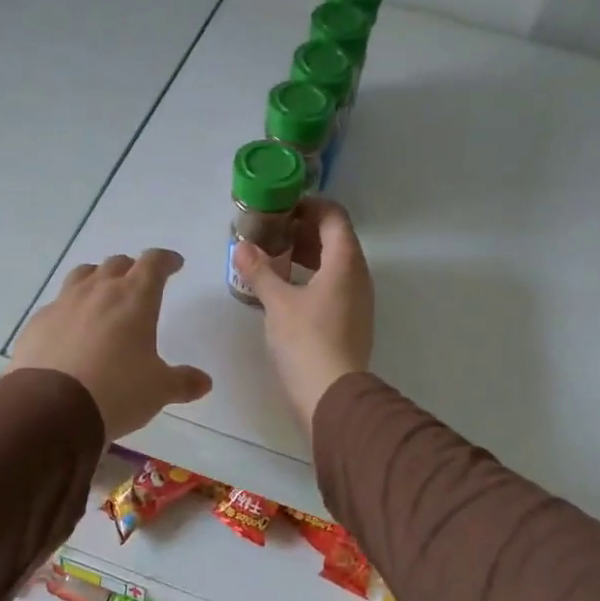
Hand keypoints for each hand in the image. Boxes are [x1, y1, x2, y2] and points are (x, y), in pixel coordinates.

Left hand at [10, 248, 211, 440]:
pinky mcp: (38, 323)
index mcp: (134, 298)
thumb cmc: (117, 391)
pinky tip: (71, 329)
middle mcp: (98, 291)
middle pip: (116, 264)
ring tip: (102, 294)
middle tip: (139, 283)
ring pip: (83, 275)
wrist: (51, 408)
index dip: (166, 260)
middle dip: (131, 269)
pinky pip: (57, 304)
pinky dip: (70, 309)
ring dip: (97, 279)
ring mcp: (63, 303)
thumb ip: (183, 382)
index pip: (154, 263)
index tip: (174, 264)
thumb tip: (204, 382)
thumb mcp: (158, 390)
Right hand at [231, 199, 373, 435]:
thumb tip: (241, 246)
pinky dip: (313, 277)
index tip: (282, 208)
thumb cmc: (306, 340)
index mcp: (346, 262)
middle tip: (271, 232)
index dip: (310, 205)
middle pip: (336, 239)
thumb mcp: (277, 302)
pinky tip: (286, 289)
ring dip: (308, 255)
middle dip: (304, 230)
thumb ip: (259, 270)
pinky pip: (334, 286)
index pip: (334, 217)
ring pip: (335, 264)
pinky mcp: (351, 322)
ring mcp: (358, 301)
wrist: (331, 395)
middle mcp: (358, 276)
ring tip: (274, 258)